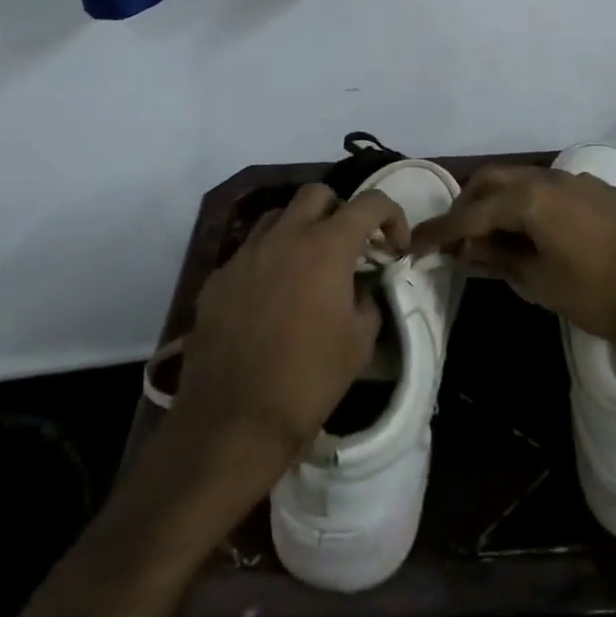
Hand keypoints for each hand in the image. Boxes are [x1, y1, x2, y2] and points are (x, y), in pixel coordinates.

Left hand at [170, 184, 406, 483]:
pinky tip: (271, 296)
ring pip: (279, 216)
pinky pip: (250, 251)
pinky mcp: (219, 277)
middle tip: (350, 247)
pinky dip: (269, 259)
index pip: (370, 203)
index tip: (396, 246)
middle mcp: (285, 236)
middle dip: (341, 211)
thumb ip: (367, 298)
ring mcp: (246, 254)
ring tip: (308, 264)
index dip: (392, 216)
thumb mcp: (360, 341)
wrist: (234, 422)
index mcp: (327, 246)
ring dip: (301, 228)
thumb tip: (361, 285)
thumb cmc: (309, 380)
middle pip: (318, 194)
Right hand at [411, 164, 615, 340]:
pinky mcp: (595, 190)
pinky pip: (545, 189)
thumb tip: (471, 248)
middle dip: (466, 205)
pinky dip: (524, 204)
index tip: (413, 244)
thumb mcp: (544, 284)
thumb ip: (502, 259)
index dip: (440, 231)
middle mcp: (548, 179)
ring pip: (520, 181)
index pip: (471, 213)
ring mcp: (574, 180)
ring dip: (496, 203)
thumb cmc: (605, 289)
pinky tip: (532, 232)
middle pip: (492, 181)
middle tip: (454, 238)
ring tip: (490, 238)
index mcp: (529, 199)